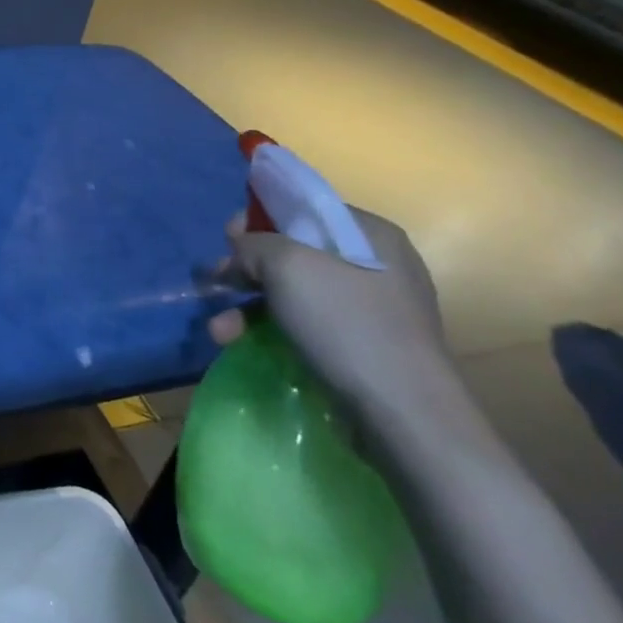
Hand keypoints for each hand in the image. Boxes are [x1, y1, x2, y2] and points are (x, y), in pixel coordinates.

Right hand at [208, 206, 450, 413]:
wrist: (405, 415)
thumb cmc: (346, 324)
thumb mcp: (286, 264)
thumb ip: (253, 244)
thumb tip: (243, 251)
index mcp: (371, 234)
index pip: (303, 207)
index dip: (258, 218)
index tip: (227, 240)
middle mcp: (377, 264)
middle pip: (294, 251)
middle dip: (247, 269)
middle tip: (216, 285)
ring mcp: (373, 308)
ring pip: (294, 292)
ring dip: (249, 306)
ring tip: (220, 331)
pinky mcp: (365, 347)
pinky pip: (306, 323)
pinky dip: (271, 329)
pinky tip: (241, 344)